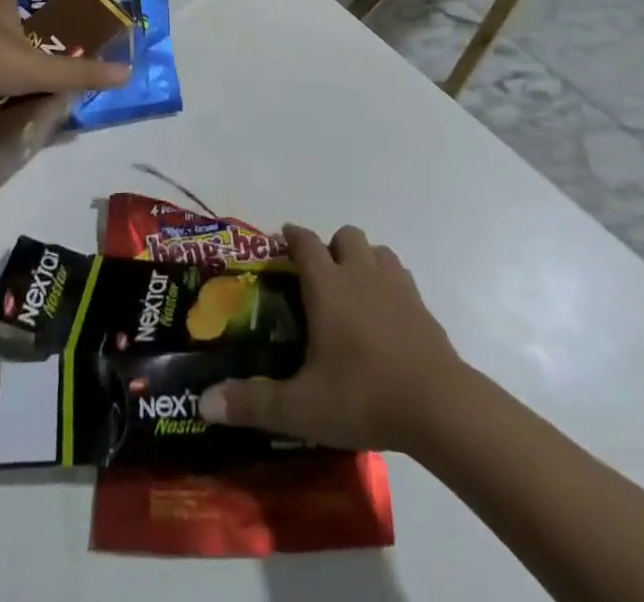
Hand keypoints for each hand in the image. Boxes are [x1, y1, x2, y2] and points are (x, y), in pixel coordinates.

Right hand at [200, 224, 465, 453]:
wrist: (438, 405)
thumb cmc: (363, 396)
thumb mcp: (301, 407)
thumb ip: (254, 402)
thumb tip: (205, 402)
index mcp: (328, 285)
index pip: (306, 242)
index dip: (292, 236)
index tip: (283, 240)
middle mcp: (360, 273)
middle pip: (345, 235)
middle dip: (331, 247)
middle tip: (321, 279)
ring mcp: (396, 285)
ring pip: (377, 250)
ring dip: (363, 260)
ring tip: (354, 291)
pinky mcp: (422, 305)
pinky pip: (401, 276)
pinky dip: (390, 283)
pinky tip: (386, 313)